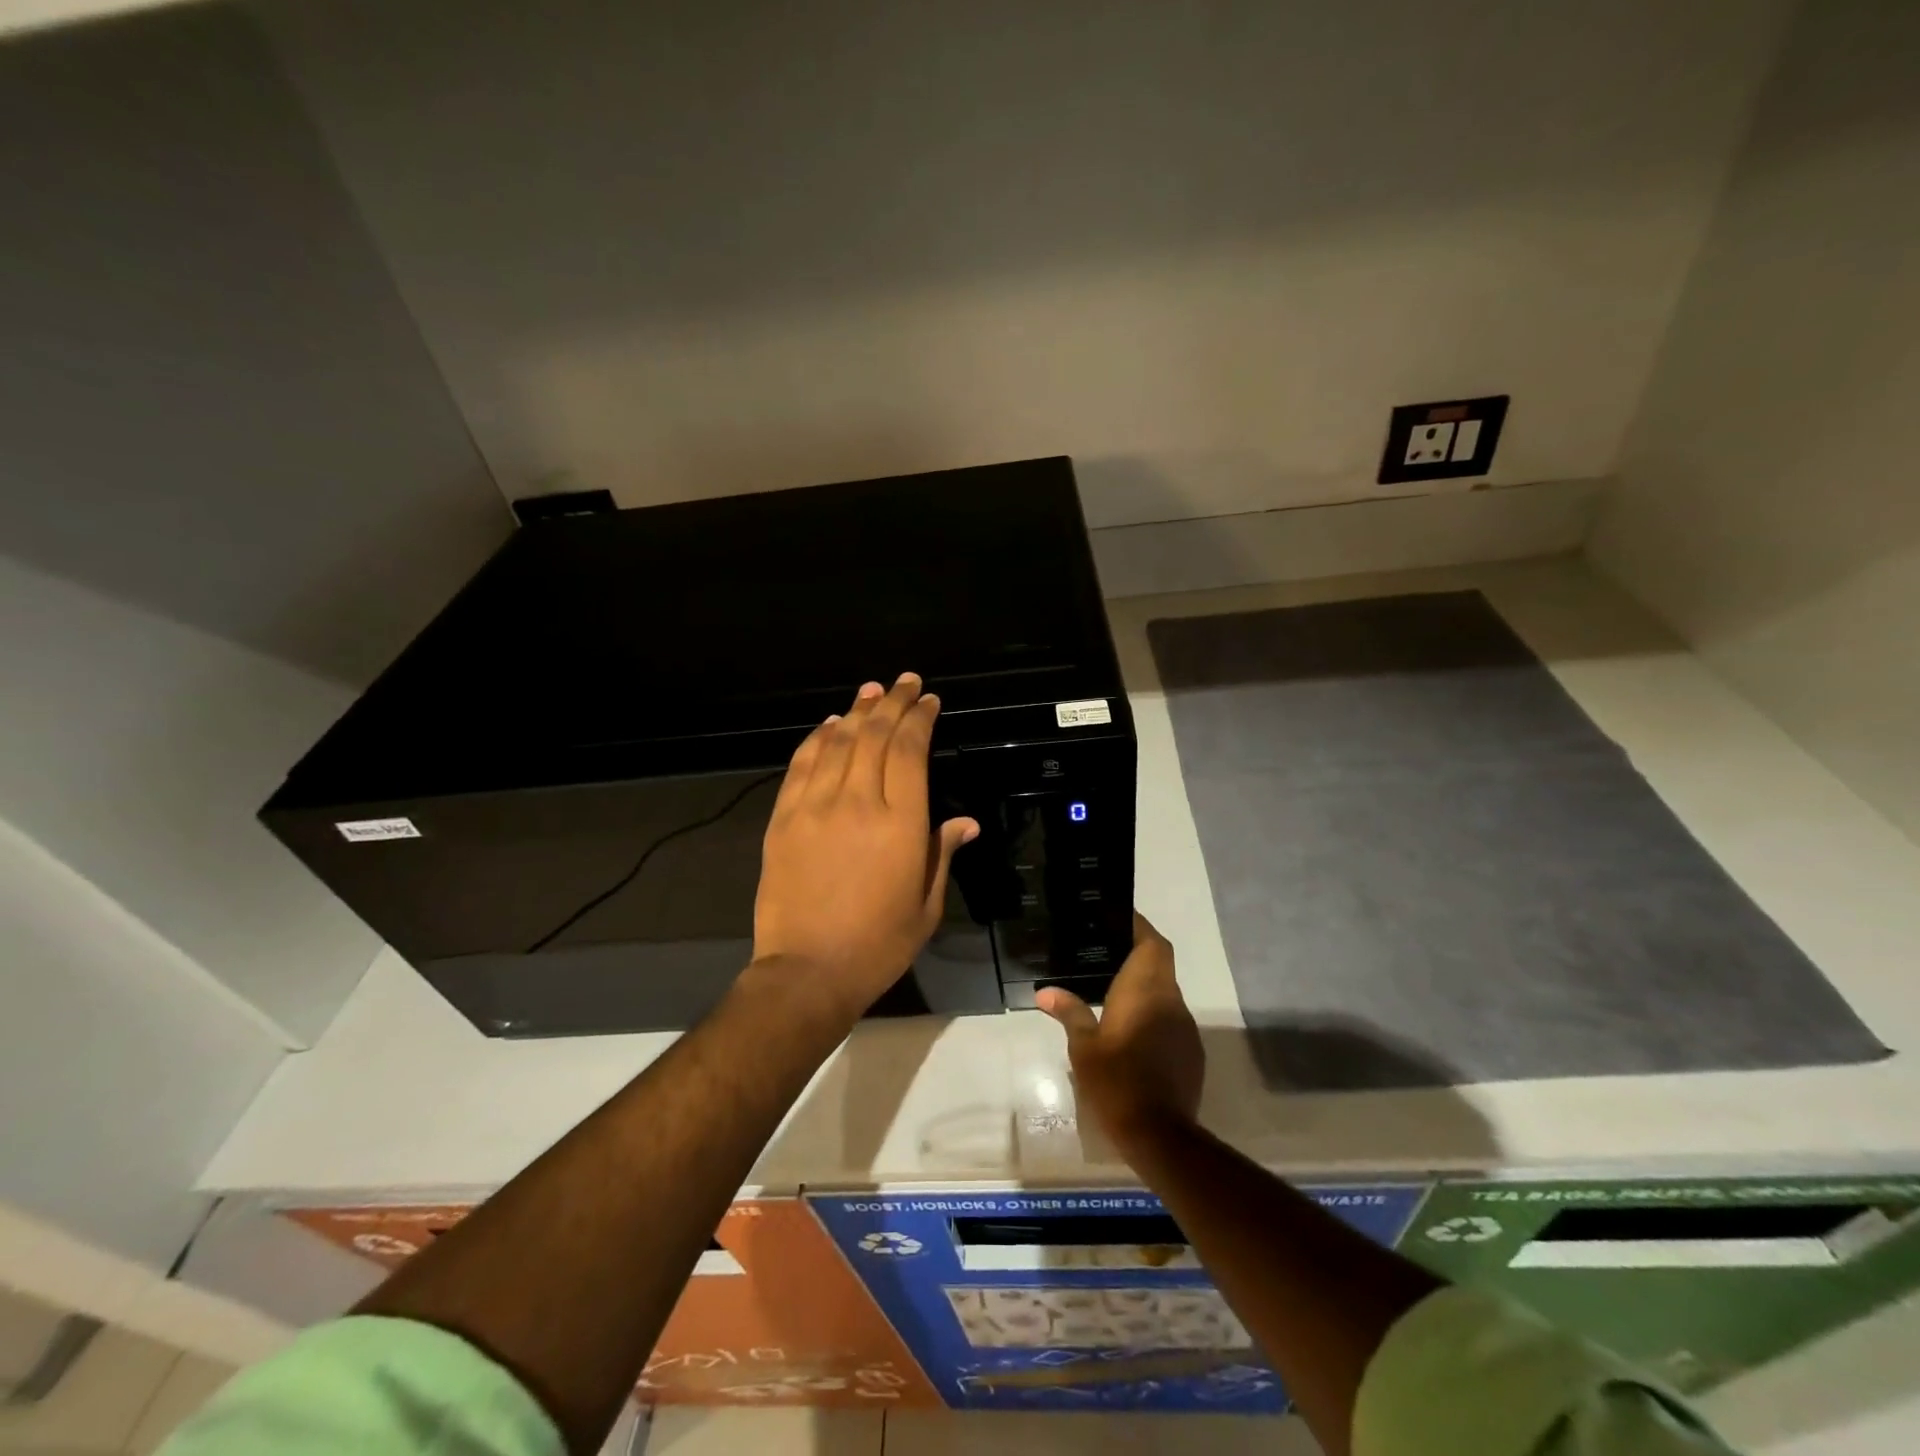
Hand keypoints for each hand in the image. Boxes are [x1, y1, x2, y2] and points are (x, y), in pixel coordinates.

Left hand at [753, 673, 979, 1016]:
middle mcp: (858, 802)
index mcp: (901, 823)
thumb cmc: (878, 944)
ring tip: (872, 691)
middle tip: (905, 682)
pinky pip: (802, 765)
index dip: (920, 719)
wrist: (807, 971)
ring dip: (858, 711)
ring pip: (839, 742)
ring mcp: (815, 807)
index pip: (911, 750)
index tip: (929, 701)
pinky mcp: (784, 818)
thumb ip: (943, 853)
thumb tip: (965, 821)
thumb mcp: (926, 904)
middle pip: (876, 736)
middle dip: (893, 703)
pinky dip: (818, 738)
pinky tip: (830, 725)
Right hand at [1036, 913, 1203, 1155]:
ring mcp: (1184, 1026)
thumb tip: (1046, 992)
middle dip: (1137, 951)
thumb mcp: (1083, 1047)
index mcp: (1145, 990)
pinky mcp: (1190, 1050)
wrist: (1160, 1135)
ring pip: (1166, 989)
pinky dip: (1152, 1011)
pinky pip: (1171, 1017)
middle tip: (1105, 949)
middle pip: (1160, 961)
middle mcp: (1170, 1000)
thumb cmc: (1117, 1081)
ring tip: (1111, 986)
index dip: (1138, 926)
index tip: (1117, 917)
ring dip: (1145, 983)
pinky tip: (1130, 1027)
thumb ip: (1069, 1012)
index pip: (1151, 942)